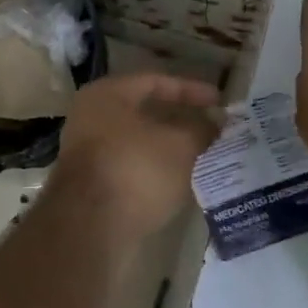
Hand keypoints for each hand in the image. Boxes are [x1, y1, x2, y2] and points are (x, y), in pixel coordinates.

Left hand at [50, 72, 223, 241]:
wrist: (89, 226)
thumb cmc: (135, 169)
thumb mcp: (180, 145)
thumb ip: (202, 129)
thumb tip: (215, 122)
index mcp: (106, 95)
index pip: (154, 81)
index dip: (190, 89)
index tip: (220, 102)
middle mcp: (90, 118)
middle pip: (144, 113)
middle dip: (181, 122)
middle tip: (214, 132)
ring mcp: (87, 153)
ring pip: (138, 143)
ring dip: (170, 149)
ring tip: (204, 158)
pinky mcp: (91, 185)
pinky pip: (130, 168)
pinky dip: (155, 171)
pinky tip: (180, 183)